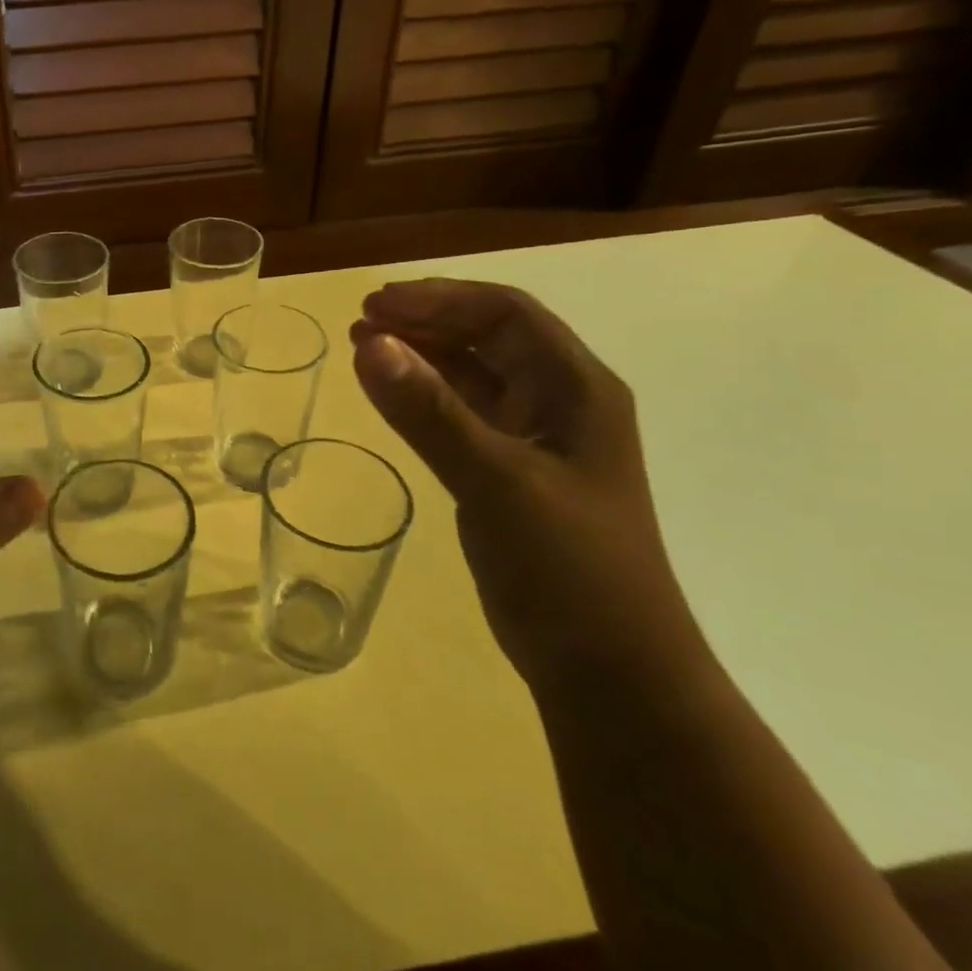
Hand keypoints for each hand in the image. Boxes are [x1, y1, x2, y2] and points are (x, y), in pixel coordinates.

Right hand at [351, 280, 710, 695]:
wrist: (610, 672)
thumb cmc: (568, 568)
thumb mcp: (495, 481)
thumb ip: (429, 411)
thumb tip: (369, 344)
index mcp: (576, 389)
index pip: (505, 313)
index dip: (439, 298)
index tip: (376, 304)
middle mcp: (559, 401)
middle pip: (489, 335)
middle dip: (425, 319)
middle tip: (360, 322)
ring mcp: (536, 438)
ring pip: (473, 372)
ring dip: (421, 352)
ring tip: (364, 345)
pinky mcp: (512, 471)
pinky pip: (462, 412)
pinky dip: (423, 394)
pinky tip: (390, 392)